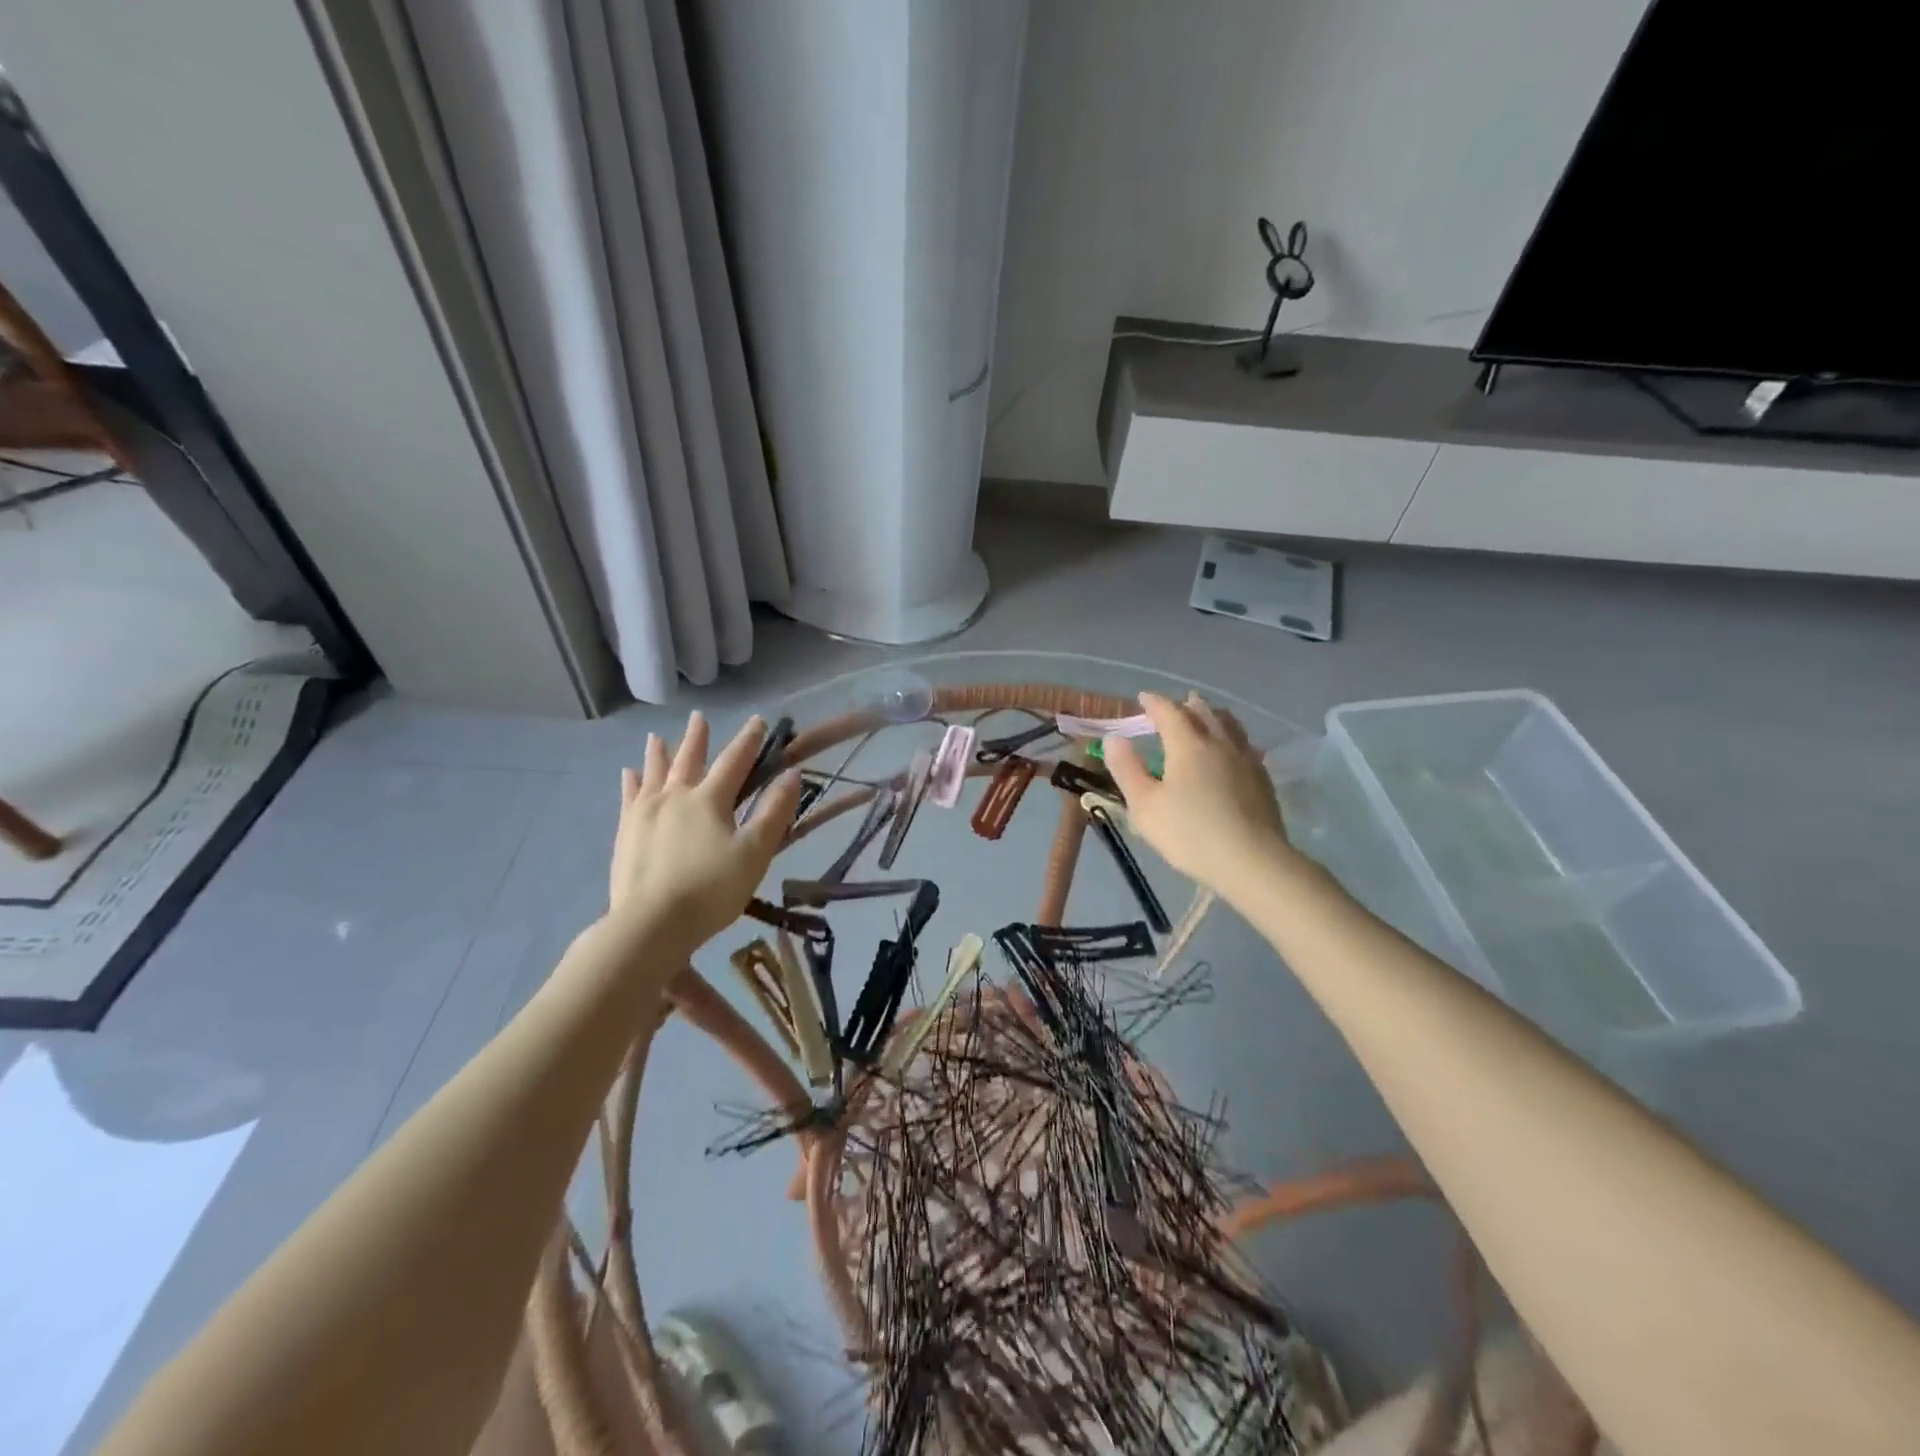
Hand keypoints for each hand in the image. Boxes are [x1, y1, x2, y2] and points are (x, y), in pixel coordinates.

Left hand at [608, 712, 799, 952]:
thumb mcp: (754, 853)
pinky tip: (629, 775)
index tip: (759, 721)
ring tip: (657, 737)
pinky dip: (631, 783)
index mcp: (709, 800)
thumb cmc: (711, 889)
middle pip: (689, 760)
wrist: (651, 924)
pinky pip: (628, 798)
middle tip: (698, 718)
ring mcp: (645, 814)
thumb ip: (774, 812)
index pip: (734, 761)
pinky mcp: (625, 833)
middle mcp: (675, 797)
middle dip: (697, 738)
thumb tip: (792, 774)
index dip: (749, 741)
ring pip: (653, 773)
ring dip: (659, 753)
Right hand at [1103, 691, 1306, 899]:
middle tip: (1174, 706)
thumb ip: (1127, 769)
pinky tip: (1233, 751)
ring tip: (1206, 716)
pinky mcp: (1263, 779)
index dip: (1154, 702)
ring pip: (1229, 725)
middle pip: (1203, 712)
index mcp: (1188, 745)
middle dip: (1186, 705)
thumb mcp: (1145, 805)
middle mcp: (1219, 743)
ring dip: (1213, 716)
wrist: (1252, 861)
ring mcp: (1246, 760)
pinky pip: (1245, 745)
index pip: (1169, 711)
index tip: (1143, 698)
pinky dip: (1232, 738)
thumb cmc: (1190, 833)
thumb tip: (1114, 738)